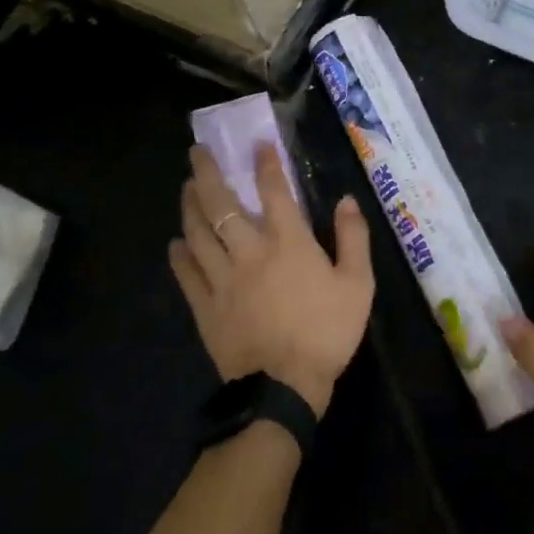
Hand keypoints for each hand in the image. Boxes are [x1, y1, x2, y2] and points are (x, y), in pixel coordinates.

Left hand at [170, 144, 373, 418]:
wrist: (284, 390)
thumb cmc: (326, 332)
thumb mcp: (358, 284)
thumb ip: (353, 238)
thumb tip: (346, 201)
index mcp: (288, 242)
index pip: (273, 191)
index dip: (264, 164)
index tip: (258, 143)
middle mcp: (250, 251)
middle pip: (222, 205)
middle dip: (208, 174)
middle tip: (197, 151)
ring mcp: (223, 280)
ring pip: (198, 233)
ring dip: (190, 206)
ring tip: (186, 187)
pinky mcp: (206, 308)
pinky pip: (187, 275)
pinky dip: (179, 255)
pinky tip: (175, 243)